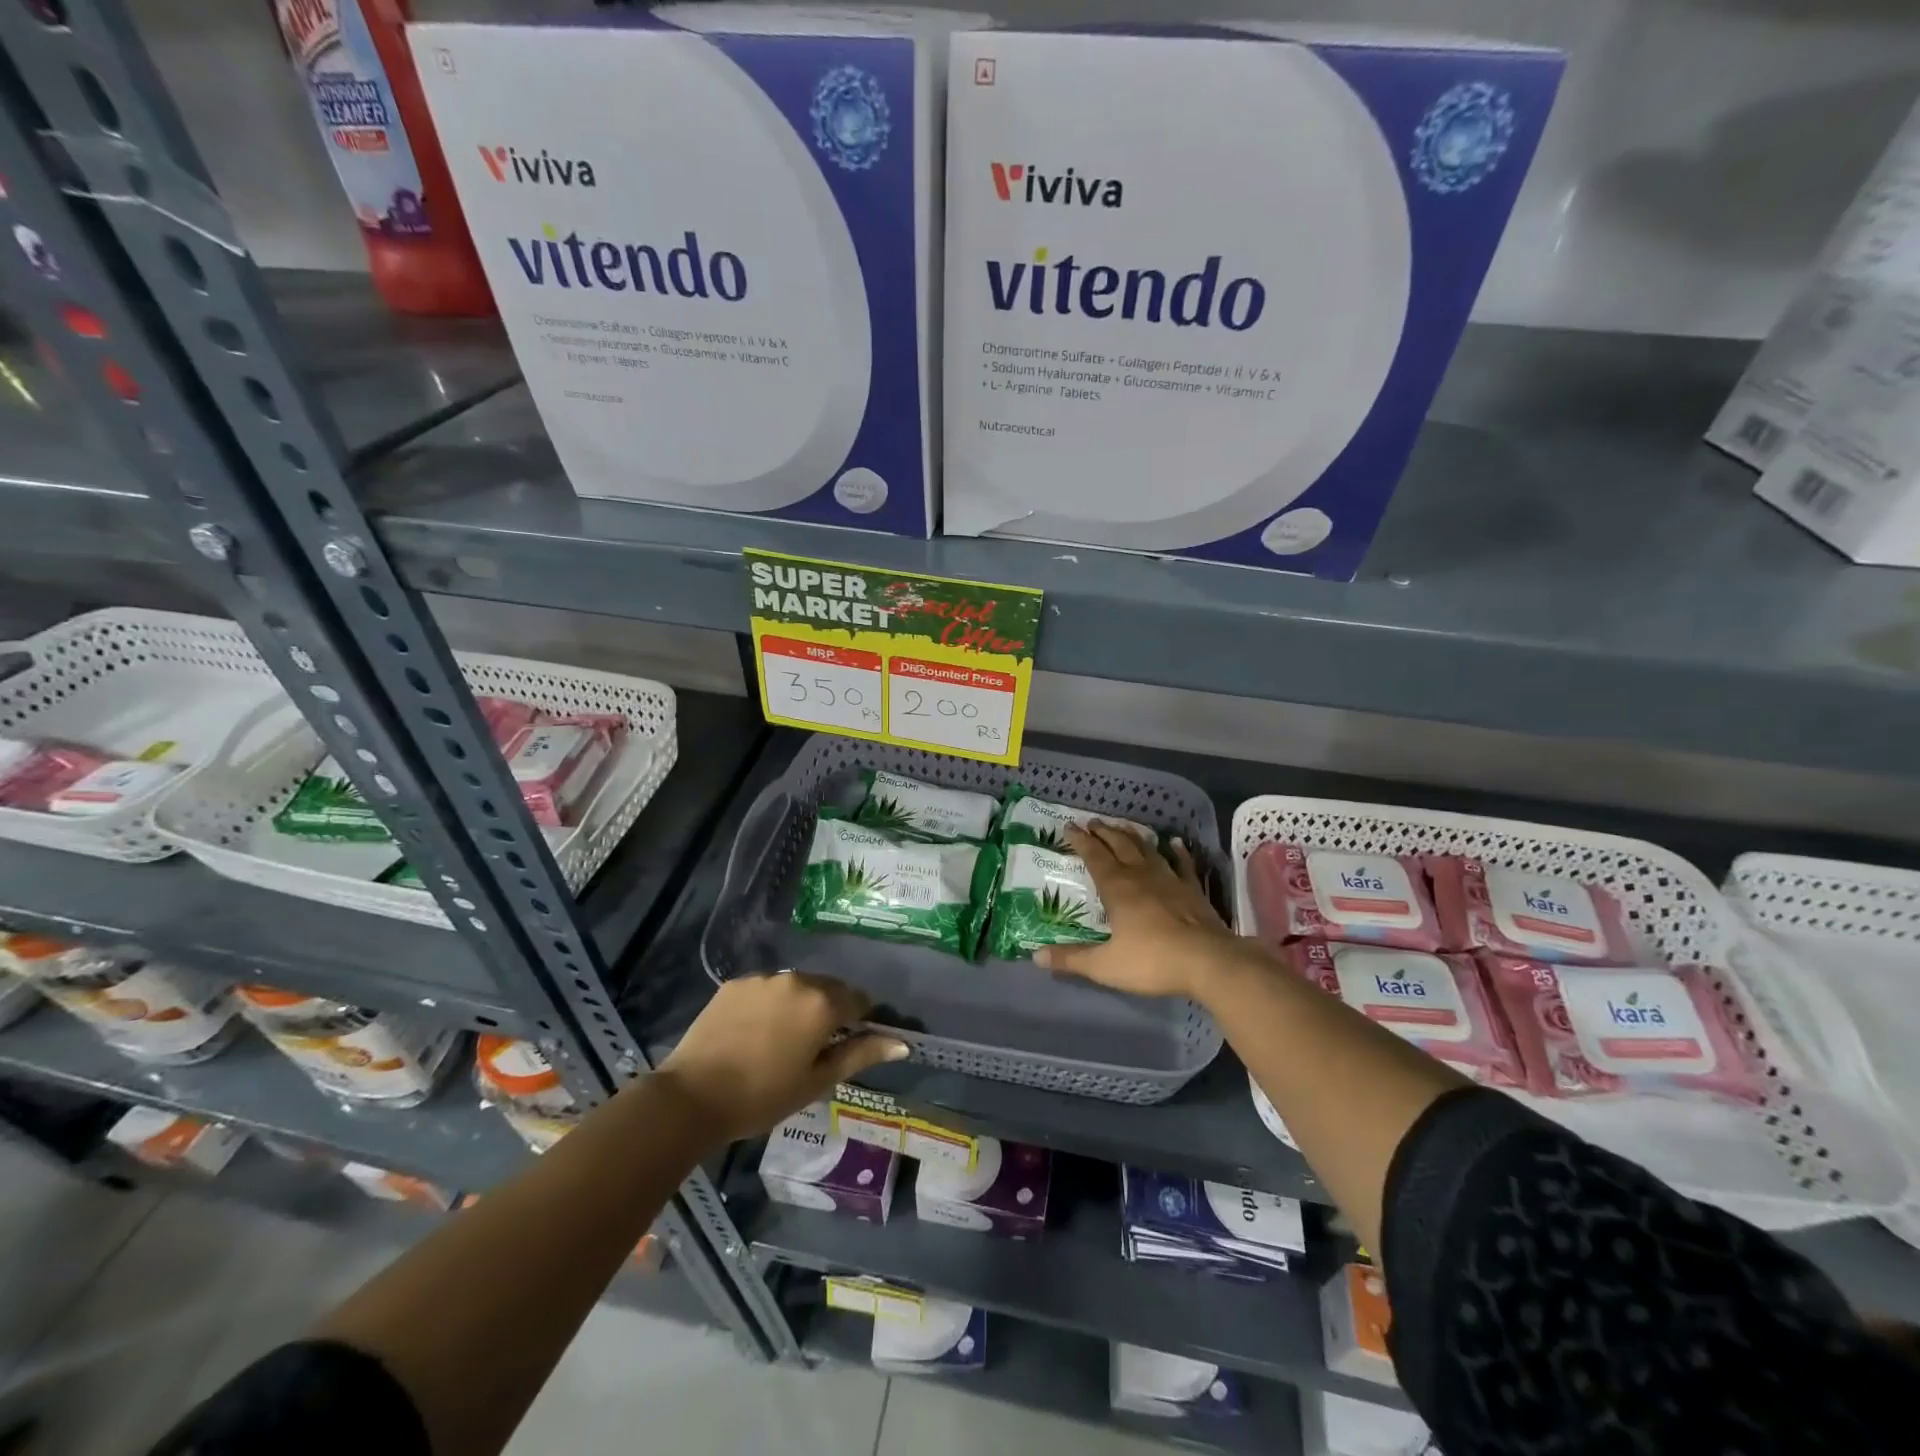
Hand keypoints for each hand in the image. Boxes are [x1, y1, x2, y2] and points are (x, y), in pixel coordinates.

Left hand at [658, 973, 907, 1144]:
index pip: (858, 999)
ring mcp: (764, 979)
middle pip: (828, 988)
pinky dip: (769, 1004)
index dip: (859, 1020)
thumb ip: (861, 1054)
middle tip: (813, 1047)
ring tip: (780, 1040)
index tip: (847, 1043)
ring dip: (798, 1005)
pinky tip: (753, 1033)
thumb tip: (902, 1044)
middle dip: (828, 1010)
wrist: (692, 1097)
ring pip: (796, 986)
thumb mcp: (817, 1081)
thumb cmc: (763, 1096)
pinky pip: (765, 989)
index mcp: (823, 1003)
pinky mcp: (735, 983)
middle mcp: (798, 980)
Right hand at [1036, 823, 1247, 999]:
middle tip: (1092, 822)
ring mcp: (1170, 879)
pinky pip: (1183, 864)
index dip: (1080, 841)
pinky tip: (1174, 842)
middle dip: (1104, 832)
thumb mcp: (1105, 966)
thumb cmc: (1152, 961)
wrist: (1208, 962)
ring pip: (1147, 849)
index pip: (1094, 857)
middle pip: (1119, 845)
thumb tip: (1036, 956)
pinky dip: (1177, 851)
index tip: (1069, 827)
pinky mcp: (1193, 889)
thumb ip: (1071, 959)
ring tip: (1122, 826)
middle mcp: (1141, 875)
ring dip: (1132, 836)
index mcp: (1117, 888)